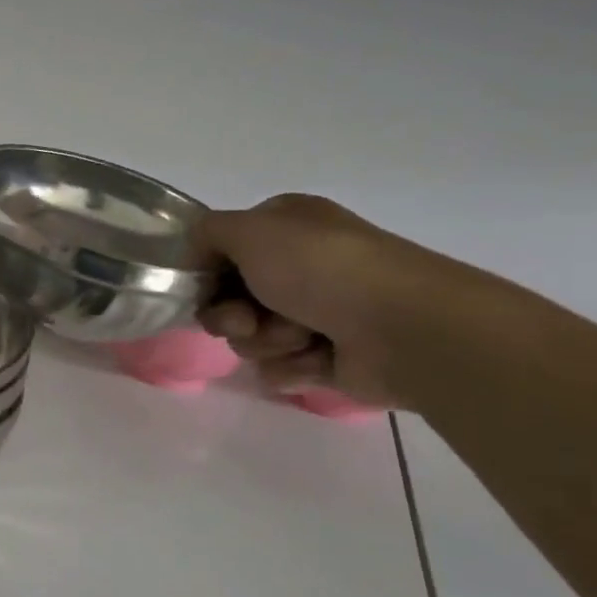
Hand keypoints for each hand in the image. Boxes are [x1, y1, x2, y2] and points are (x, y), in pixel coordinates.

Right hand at [196, 195, 475, 409]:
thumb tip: (195, 252)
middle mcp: (301, 266)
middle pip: (231, 299)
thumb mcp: (250, 230)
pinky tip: (318, 358)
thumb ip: (207, 233)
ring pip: (253, 338)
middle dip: (233, 316)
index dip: (208, 272)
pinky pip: (281, 368)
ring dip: (268, 340)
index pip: (225, 250)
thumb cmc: (321, 268)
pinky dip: (293, 366)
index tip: (204, 287)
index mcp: (288, 228)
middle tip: (247, 320)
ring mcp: (317, 312)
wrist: (402, 328)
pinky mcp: (328, 357)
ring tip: (301, 336)